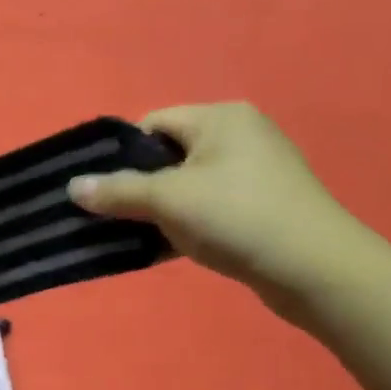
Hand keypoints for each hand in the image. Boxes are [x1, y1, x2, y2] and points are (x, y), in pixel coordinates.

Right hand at [68, 103, 381, 313]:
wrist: (317, 271)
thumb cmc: (237, 217)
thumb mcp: (169, 199)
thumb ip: (117, 191)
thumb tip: (73, 186)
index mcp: (220, 118)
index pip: (153, 124)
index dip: (124, 156)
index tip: (107, 191)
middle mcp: (239, 136)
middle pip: (168, 156)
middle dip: (140, 187)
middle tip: (119, 217)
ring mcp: (255, 173)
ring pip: (187, 186)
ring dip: (161, 211)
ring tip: (143, 236)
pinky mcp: (263, 207)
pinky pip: (209, 208)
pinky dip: (187, 225)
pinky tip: (169, 250)